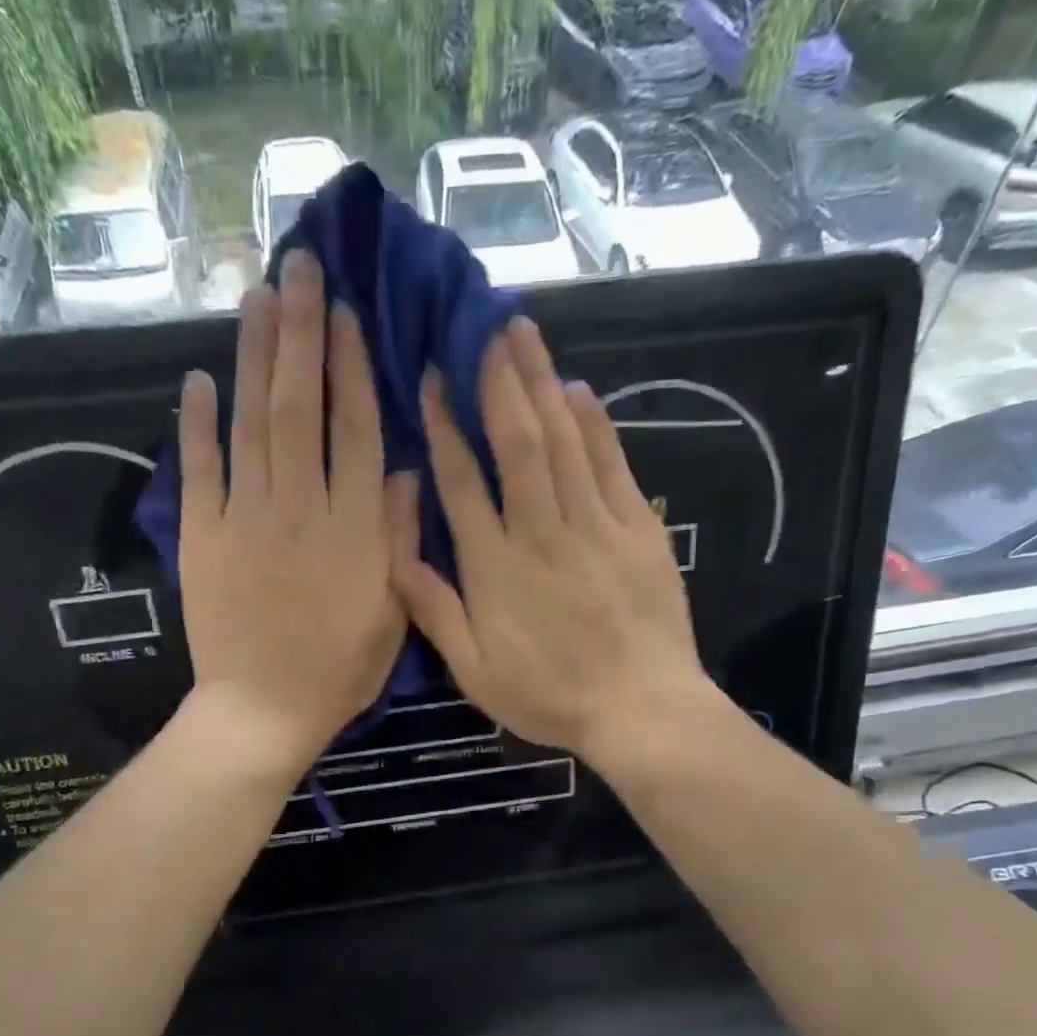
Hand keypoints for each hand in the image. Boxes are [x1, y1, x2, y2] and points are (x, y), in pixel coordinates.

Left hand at [179, 250, 406, 770]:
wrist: (262, 710)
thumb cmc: (338, 671)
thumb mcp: (391, 614)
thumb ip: (399, 540)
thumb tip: (409, 472)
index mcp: (353, 529)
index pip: (355, 430)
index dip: (351, 367)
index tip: (346, 312)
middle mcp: (301, 507)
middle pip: (300, 406)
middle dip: (300, 332)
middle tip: (298, 266)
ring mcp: (245, 518)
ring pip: (250, 422)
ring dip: (253, 356)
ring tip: (256, 296)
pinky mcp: (202, 537)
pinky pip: (199, 470)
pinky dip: (196, 424)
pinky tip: (198, 379)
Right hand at [388, 316, 710, 761]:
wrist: (639, 709)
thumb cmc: (549, 696)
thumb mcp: (475, 671)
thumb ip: (435, 611)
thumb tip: (397, 555)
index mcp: (495, 567)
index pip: (463, 482)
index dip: (445, 426)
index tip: (434, 378)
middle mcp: (542, 532)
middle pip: (518, 443)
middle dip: (499, 380)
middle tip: (484, 326)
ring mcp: (596, 527)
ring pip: (565, 441)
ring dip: (542, 384)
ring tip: (524, 334)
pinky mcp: (638, 531)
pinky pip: (613, 466)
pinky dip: (597, 425)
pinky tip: (580, 391)